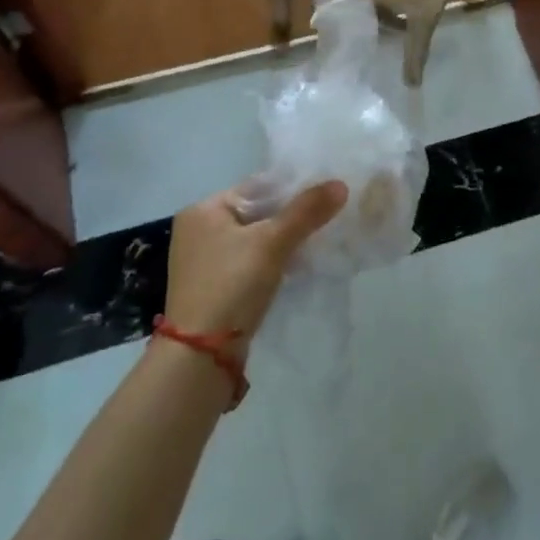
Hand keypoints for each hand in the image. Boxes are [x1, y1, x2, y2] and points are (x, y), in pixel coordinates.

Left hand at [164, 181, 347, 359]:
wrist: (201, 355)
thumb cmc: (232, 285)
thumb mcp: (272, 243)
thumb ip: (306, 211)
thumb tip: (340, 184)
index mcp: (204, 209)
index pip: (256, 186)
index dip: (292, 187)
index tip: (325, 192)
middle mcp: (198, 230)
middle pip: (256, 212)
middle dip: (290, 216)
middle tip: (327, 216)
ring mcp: (204, 260)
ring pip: (254, 238)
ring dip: (283, 240)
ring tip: (318, 239)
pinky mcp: (213, 286)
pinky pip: (249, 261)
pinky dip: (272, 260)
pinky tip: (297, 265)